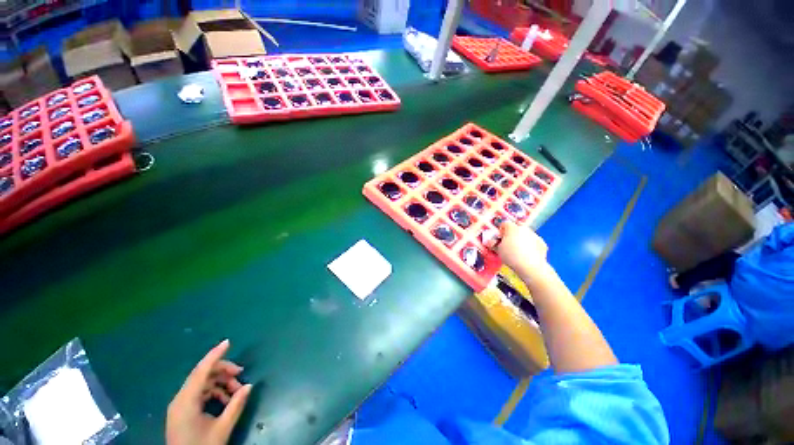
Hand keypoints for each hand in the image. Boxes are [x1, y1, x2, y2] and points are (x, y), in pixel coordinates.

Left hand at [166, 340, 251, 444]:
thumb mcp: (222, 428)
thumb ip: (236, 405)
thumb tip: (250, 385)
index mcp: (186, 401)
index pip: (201, 371)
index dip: (215, 355)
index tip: (228, 342)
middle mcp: (180, 399)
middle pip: (202, 375)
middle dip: (223, 371)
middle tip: (240, 374)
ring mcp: (180, 405)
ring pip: (202, 383)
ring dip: (220, 383)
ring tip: (236, 391)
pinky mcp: (182, 411)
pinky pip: (199, 393)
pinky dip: (214, 392)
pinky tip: (225, 400)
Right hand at [494, 221, 549, 282]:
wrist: (531, 267)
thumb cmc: (511, 256)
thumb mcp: (498, 250)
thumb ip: (493, 244)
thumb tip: (490, 242)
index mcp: (512, 228)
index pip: (504, 224)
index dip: (500, 231)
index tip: (498, 239)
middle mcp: (524, 229)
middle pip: (516, 229)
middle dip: (511, 235)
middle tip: (507, 246)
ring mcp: (535, 235)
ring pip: (525, 235)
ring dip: (521, 240)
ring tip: (517, 252)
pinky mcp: (542, 243)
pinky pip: (533, 242)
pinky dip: (530, 247)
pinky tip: (527, 255)